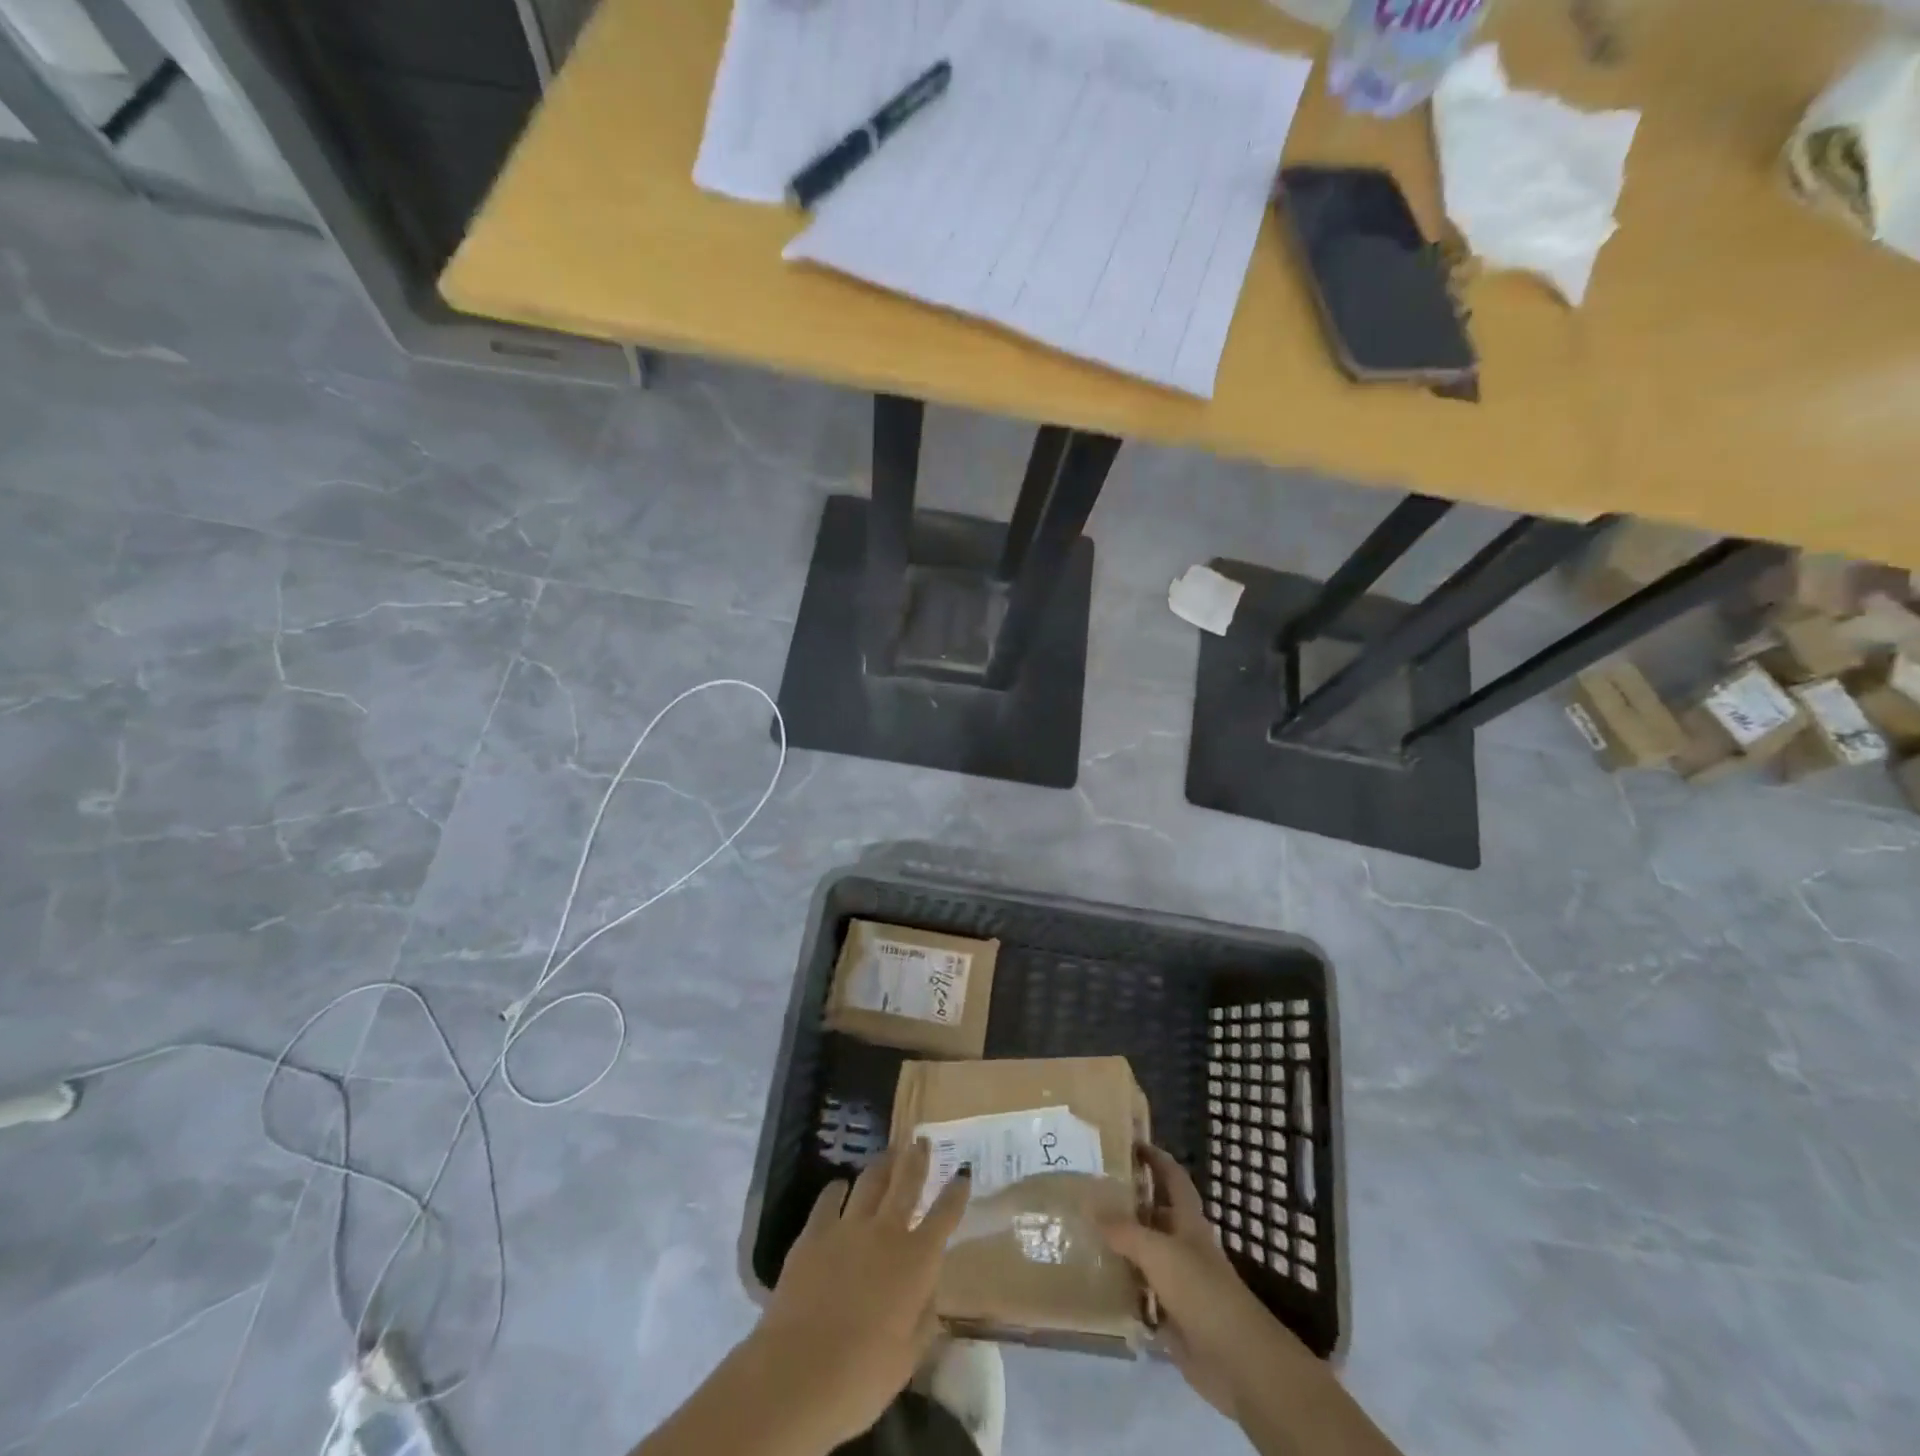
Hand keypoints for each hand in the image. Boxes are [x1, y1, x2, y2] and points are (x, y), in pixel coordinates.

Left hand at [747, 1139, 971, 1450]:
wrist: (798, 1374)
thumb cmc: (862, 1377)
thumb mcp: (908, 1358)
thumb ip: (924, 1317)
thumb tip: (929, 1289)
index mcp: (917, 1261)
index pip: (945, 1215)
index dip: (956, 1191)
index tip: (963, 1170)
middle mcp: (887, 1232)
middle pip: (907, 1182)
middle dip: (917, 1158)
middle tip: (920, 1140)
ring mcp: (848, 1226)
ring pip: (870, 1181)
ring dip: (882, 1165)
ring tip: (887, 1155)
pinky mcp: (814, 1232)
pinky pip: (830, 1197)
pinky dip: (838, 1188)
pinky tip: (840, 1187)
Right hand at [1100, 1144, 1307, 1420]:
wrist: (1238, 1362)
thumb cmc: (1202, 1292)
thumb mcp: (1159, 1252)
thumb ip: (1124, 1230)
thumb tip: (1089, 1204)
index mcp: (1188, 1222)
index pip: (1173, 1178)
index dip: (1156, 1158)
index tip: (1131, 1143)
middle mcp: (1184, 1247)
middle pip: (1155, 1217)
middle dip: (1128, 1204)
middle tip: (1090, 1193)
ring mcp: (1179, 1284)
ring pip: (1145, 1257)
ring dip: (1120, 1248)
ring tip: (1083, 1234)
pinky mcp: (1172, 1319)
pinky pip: (1141, 1297)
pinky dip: (1122, 1290)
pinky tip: (1095, 1284)